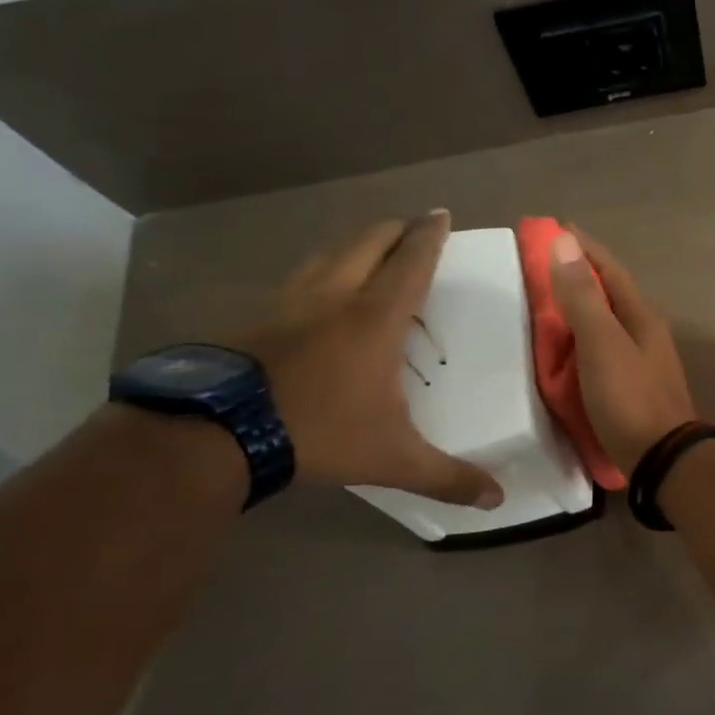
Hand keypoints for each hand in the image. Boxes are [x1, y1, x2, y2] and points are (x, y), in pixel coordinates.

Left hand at [235, 212, 502, 507]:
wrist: (217, 433)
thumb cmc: (319, 432)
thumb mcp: (393, 459)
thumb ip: (448, 477)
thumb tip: (498, 500)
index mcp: (375, 318)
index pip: (411, 262)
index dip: (429, 236)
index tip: (440, 214)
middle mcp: (334, 297)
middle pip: (367, 242)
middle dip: (394, 229)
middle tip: (413, 228)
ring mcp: (289, 303)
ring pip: (327, 254)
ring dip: (355, 245)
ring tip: (370, 250)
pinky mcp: (256, 318)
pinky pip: (299, 279)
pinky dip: (320, 272)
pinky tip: (317, 293)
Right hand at [549, 228, 696, 471]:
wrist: (661, 460)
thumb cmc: (630, 398)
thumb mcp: (602, 343)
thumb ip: (583, 296)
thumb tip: (565, 241)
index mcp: (641, 316)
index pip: (610, 269)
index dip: (583, 247)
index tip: (553, 227)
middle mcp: (644, 333)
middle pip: (608, 294)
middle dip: (577, 276)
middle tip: (539, 266)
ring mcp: (641, 362)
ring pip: (605, 324)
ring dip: (578, 309)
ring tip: (543, 304)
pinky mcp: (630, 388)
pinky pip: (600, 351)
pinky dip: (579, 342)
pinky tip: (562, 350)